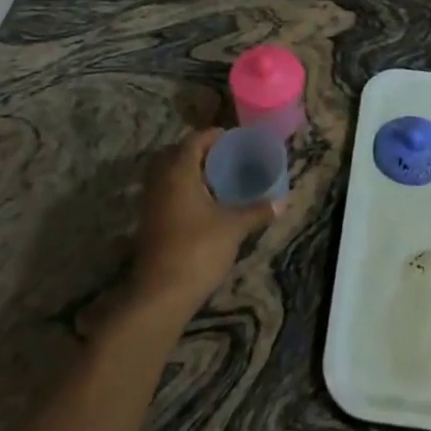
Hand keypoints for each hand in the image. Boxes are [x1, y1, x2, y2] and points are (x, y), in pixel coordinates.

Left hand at [129, 129, 279, 317]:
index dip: (211, 136)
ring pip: (167, 176)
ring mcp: (150, 203)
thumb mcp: (233, 228)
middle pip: (175, 155)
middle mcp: (160, 182)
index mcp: (179, 172)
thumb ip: (256, 211)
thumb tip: (282, 202)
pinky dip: (180, 191)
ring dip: (187, 173)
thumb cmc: (198, 250)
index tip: (230, 138)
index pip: (193, 141)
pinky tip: (201, 206)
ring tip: (214, 180)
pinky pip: (164, 194)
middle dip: (197, 153)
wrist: (161, 294)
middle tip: (222, 157)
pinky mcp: (148, 223)